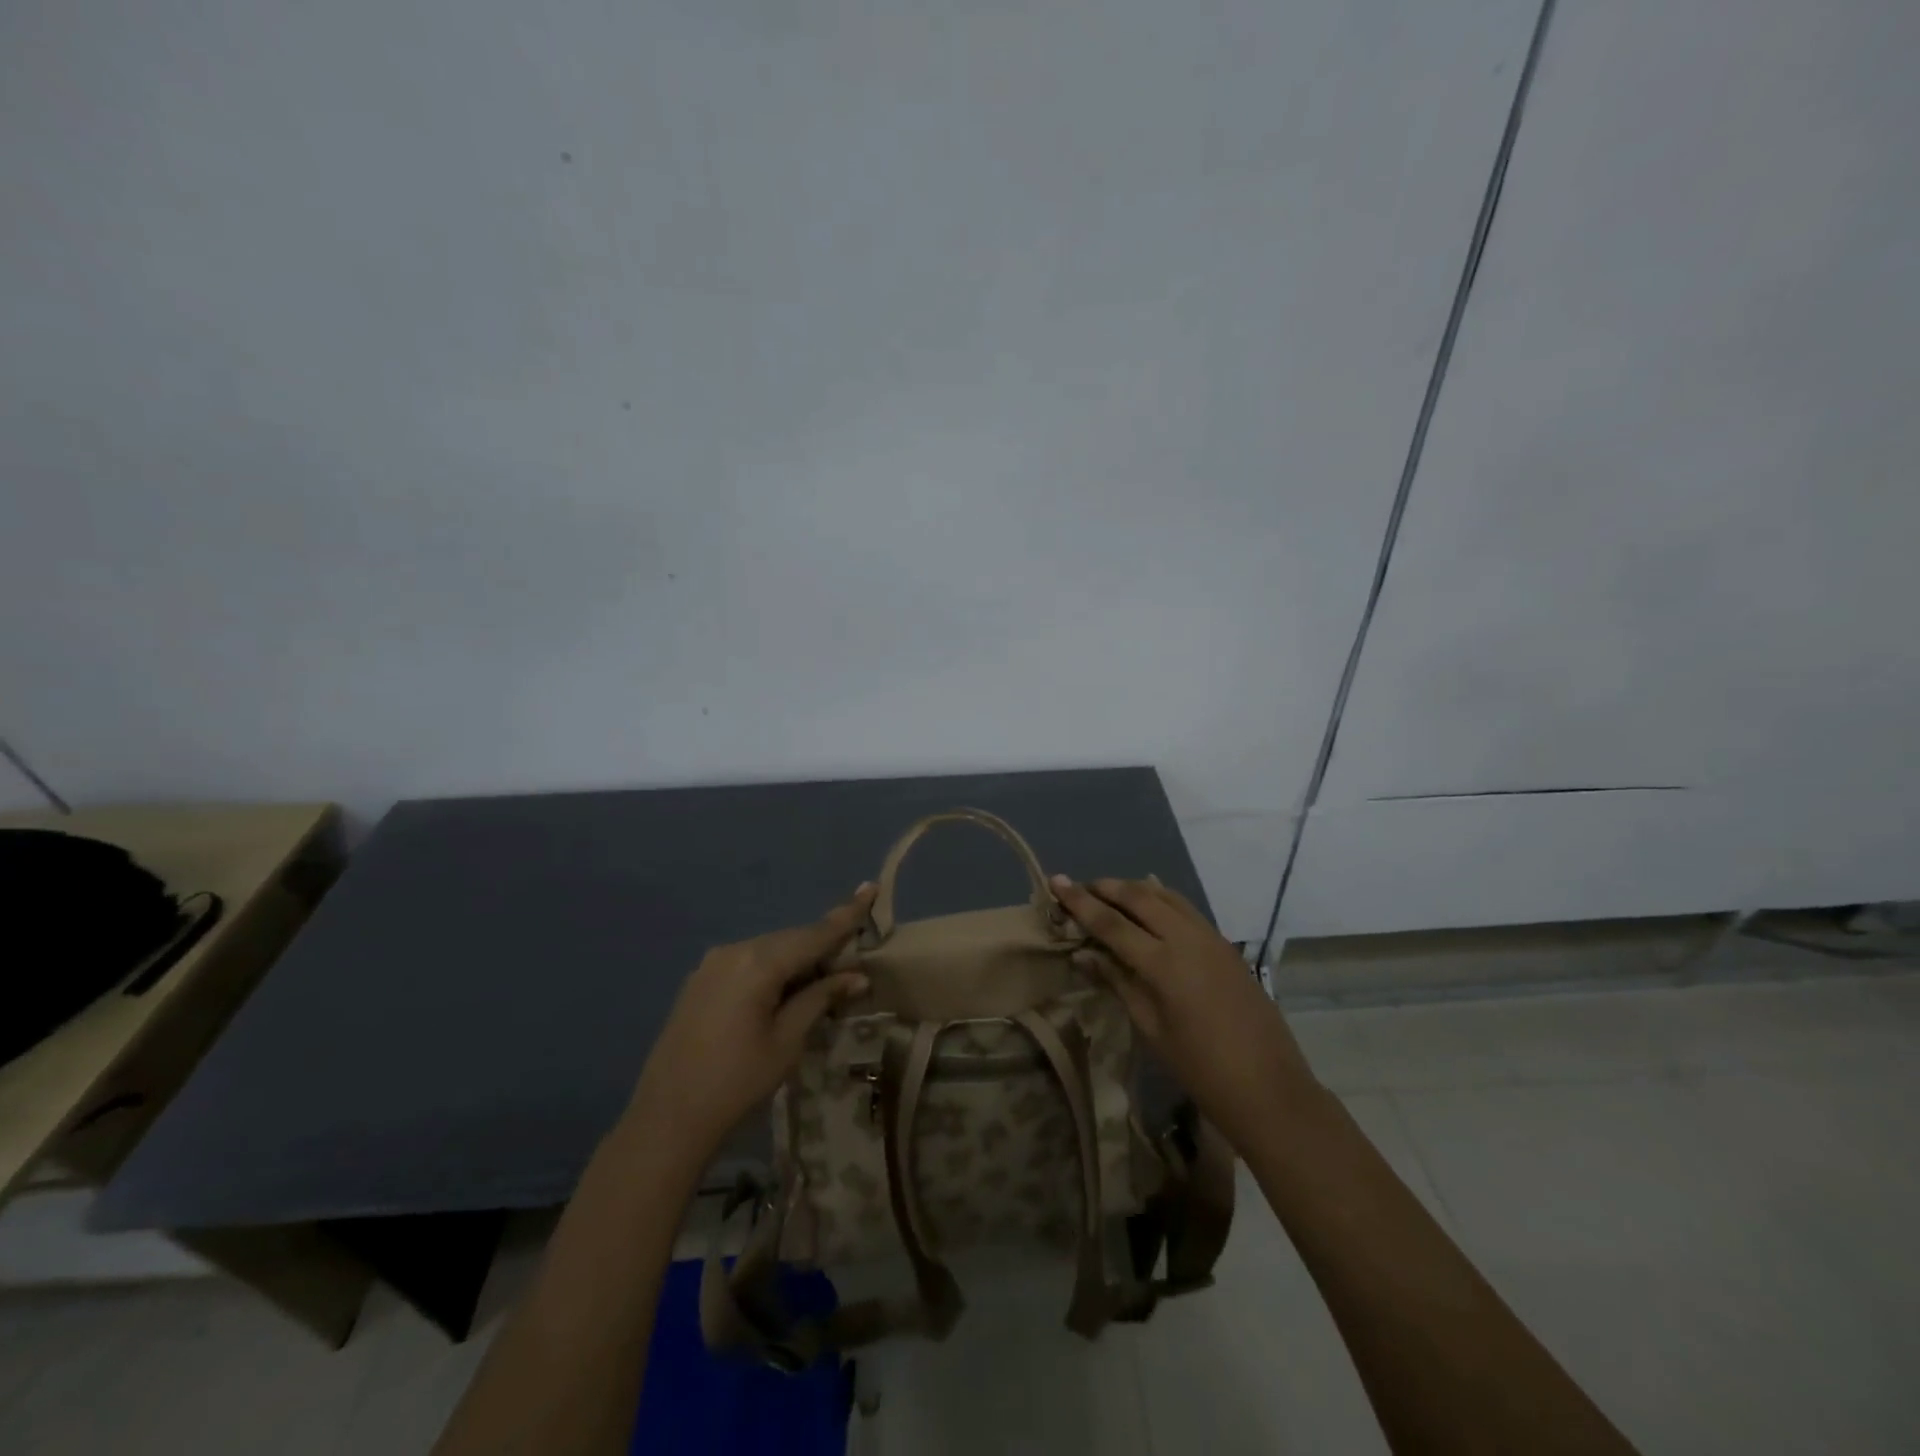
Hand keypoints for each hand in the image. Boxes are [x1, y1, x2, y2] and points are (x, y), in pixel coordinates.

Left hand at [626, 885, 876, 1171]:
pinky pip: (747, 962)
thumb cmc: (737, 1083)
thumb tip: (857, 976)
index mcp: (758, 962)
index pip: (814, 933)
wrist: (667, 1119)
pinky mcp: (699, 981)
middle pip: (791, 939)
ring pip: (769, 949)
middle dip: (823, 944)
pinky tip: (784, 989)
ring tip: (823, 977)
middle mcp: (733, 951)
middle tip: (854, 956)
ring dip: (797, 959)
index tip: (871, 887)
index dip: (846, 914)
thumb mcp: (787, 1041)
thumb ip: (820, 999)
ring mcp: (711, 964)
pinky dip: (772, 969)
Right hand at [1051, 875, 1319, 1150]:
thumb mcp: (1151, 1029)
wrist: (1270, 1089)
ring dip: (1134, 889)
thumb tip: (1083, 953)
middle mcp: (1187, 939)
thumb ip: (1118, 982)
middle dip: (1106, 888)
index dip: (1080, 902)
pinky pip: (1186, 908)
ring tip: (1109, 891)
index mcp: (1163, 964)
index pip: (1111, 923)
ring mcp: (1211, 937)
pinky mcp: (1226, 944)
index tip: (1056, 881)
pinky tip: (1151, 903)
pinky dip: (1162, 898)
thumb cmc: (1201, 1069)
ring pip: (1165, 896)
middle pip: (1139, 898)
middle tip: (1080, 887)